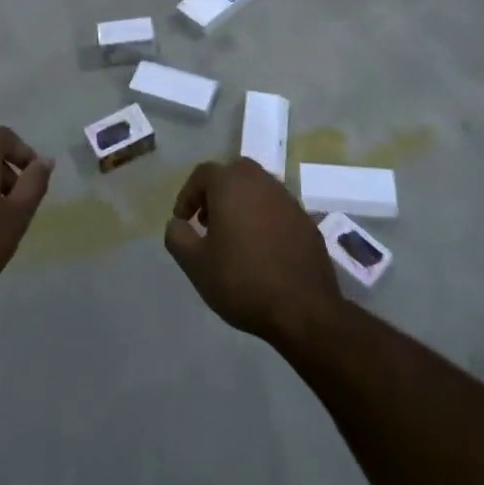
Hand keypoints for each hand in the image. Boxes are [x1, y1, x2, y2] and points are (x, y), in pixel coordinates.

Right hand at [164, 159, 340, 344]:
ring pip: (257, 189)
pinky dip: (264, 218)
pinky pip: (277, 209)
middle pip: (233, 174)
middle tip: (207, 222)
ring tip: (233, 237)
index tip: (183, 221)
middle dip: (216, 193)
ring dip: (241, 204)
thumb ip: (177, 237)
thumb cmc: (242, 281)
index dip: (188, 195)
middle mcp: (261, 182)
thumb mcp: (195, 264)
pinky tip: (261, 250)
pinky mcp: (306, 220)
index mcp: (232, 184)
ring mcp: (288, 199)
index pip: (203, 174)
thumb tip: (177, 223)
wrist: (304, 309)